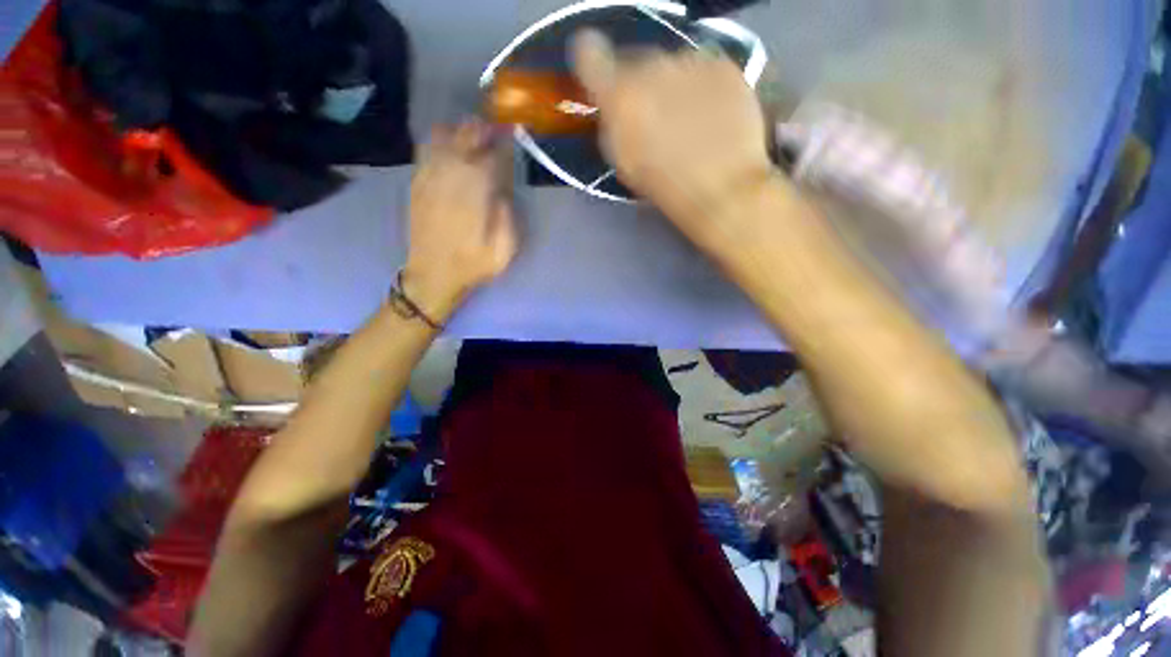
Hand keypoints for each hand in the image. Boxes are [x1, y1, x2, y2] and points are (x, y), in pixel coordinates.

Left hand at [404, 120, 518, 319]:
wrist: (433, 274)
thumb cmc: (473, 264)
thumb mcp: (504, 249)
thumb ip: (507, 216)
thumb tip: (503, 190)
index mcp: (474, 191)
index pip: (490, 154)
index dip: (502, 143)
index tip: (512, 136)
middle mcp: (449, 175)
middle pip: (464, 136)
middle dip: (482, 129)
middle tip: (495, 132)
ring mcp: (428, 176)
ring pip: (442, 135)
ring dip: (460, 131)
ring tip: (473, 139)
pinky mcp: (416, 182)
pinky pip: (426, 149)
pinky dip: (440, 141)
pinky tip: (451, 149)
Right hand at [571, 30, 773, 246]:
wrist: (721, 187)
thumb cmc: (664, 187)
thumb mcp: (624, 163)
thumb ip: (612, 126)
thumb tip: (614, 108)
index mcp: (619, 96)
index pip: (590, 55)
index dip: (592, 62)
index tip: (601, 77)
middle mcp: (651, 66)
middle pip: (636, 62)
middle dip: (640, 84)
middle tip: (653, 116)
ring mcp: (690, 61)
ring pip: (672, 65)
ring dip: (673, 85)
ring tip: (688, 121)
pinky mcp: (723, 65)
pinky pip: (704, 69)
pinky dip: (702, 87)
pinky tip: (711, 115)